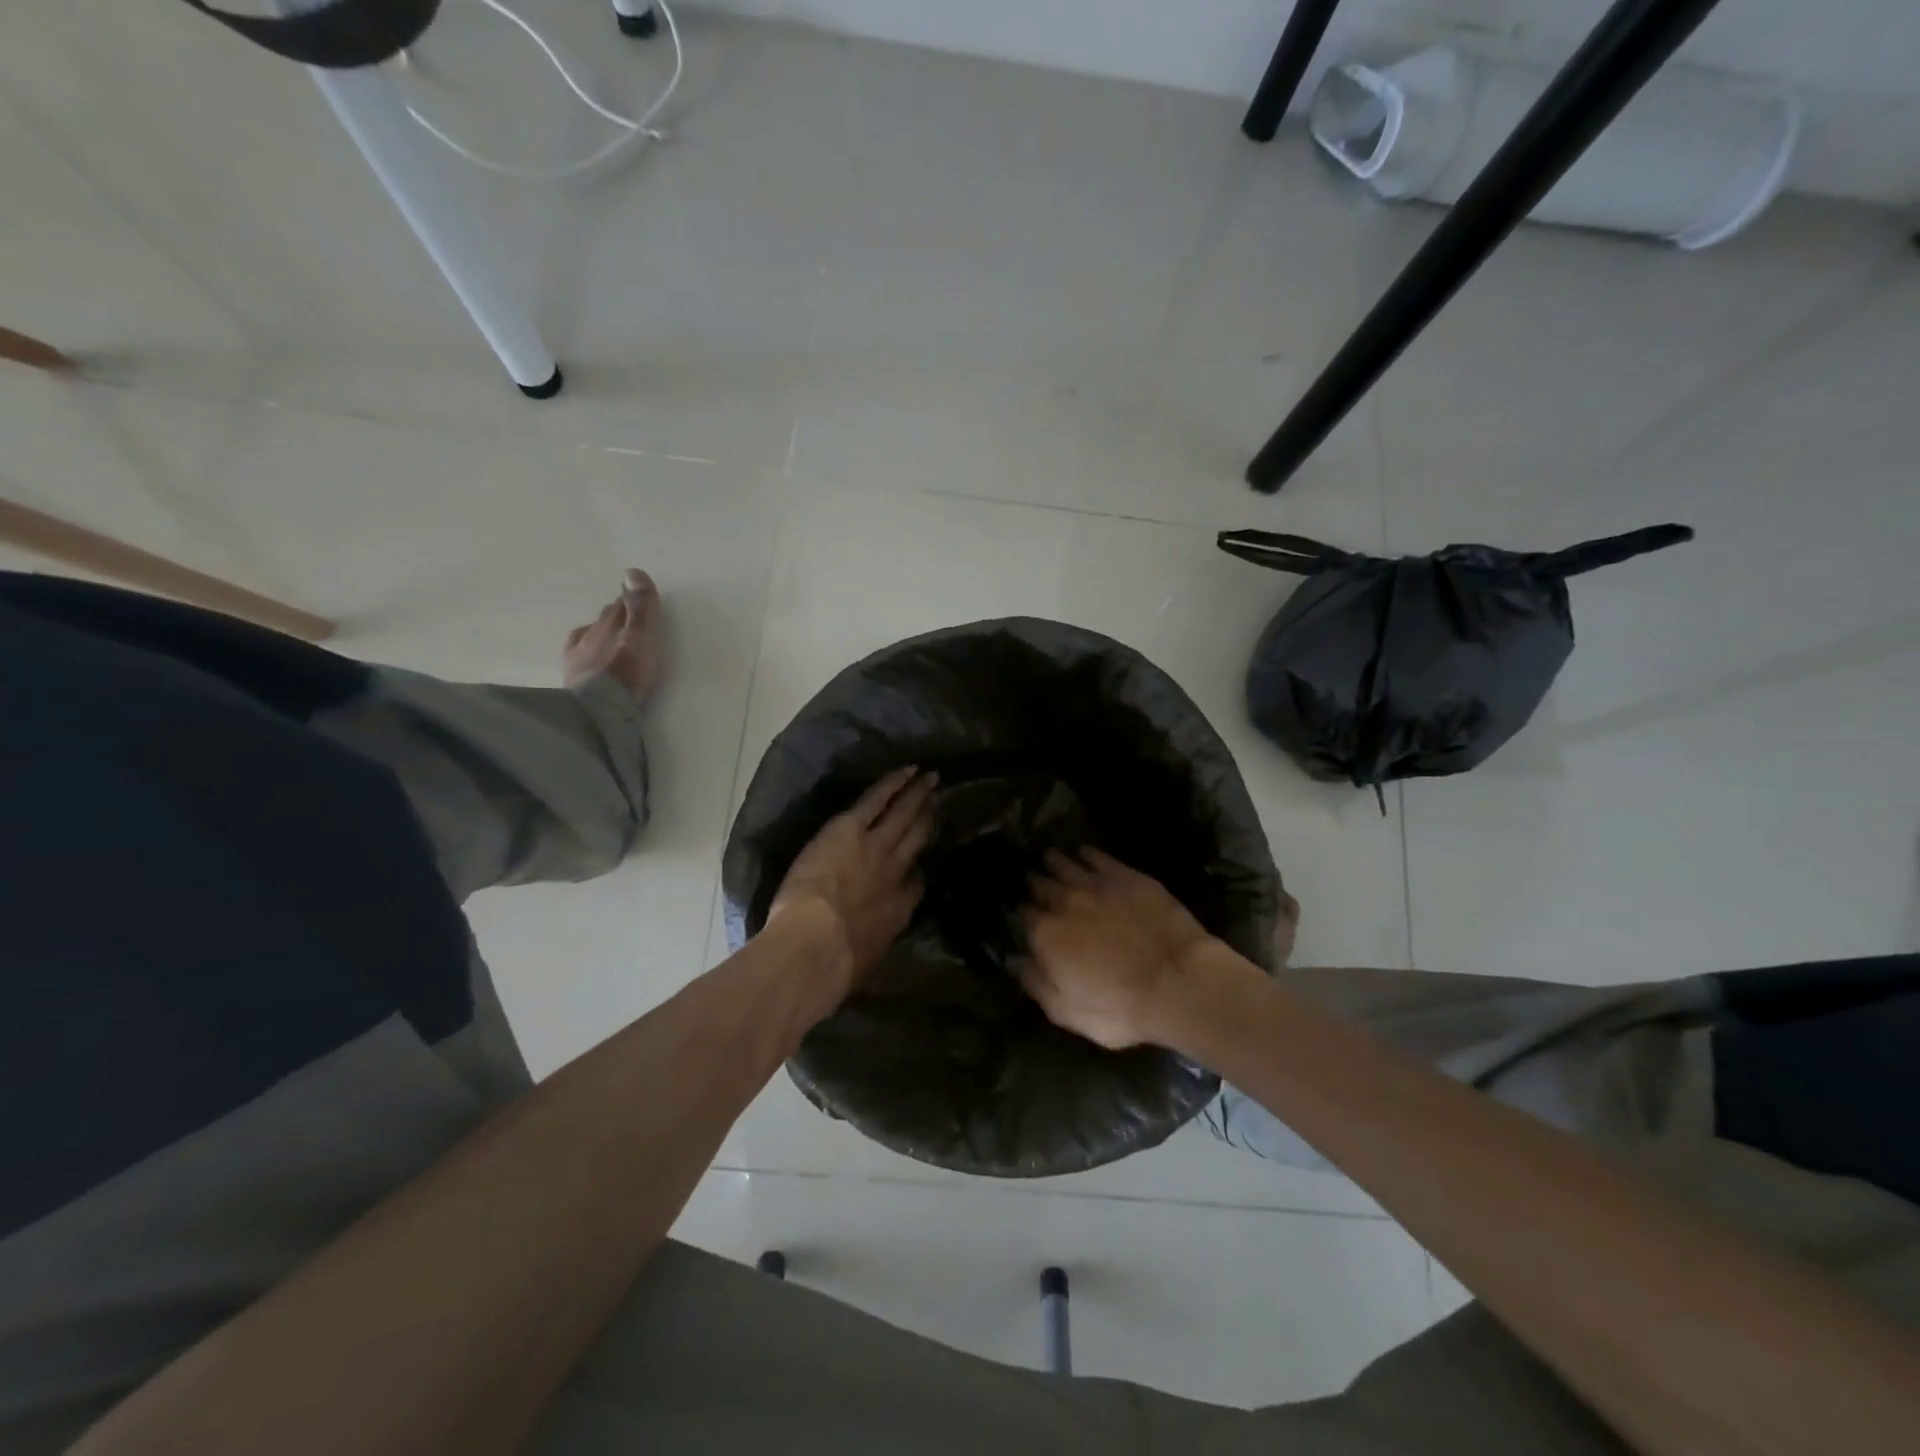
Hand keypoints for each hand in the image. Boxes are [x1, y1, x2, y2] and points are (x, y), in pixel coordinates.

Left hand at [769, 768, 937, 995]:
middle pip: (916, 841)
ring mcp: (876, 847)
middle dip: (928, 819)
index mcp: (895, 913)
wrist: (816, 946)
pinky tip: (905, 771)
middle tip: (940, 801)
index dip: (918, 873)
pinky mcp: (851, 829)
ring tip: (931, 778)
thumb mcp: (863, 964)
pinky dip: (893, 784)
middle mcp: (893, 874)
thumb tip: (866, 954)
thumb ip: (870, 949)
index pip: (914, 887)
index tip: (920, 867)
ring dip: (917, 795)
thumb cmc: (835, 967)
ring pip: (903, 815)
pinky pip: (877, 799)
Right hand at [1017, 849, 1220, 1049]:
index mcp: (1046, 934)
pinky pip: (1098, 856)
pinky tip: (1084, 851)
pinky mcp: (1126, 876)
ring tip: (1050, 858)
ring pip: (1064, 864)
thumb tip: (1013, 959)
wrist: (1179, 982)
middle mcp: (1064, 902)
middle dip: (1034, 884)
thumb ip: (1035, 983)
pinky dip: (1086, 853)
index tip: (1024, 915)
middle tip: (1033, 881)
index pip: (1024, 916)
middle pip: (1040, 885)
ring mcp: (1095, 884)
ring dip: (1054, 861)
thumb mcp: (1067, 1011)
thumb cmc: (1120, 1008)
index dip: (1023, 915)